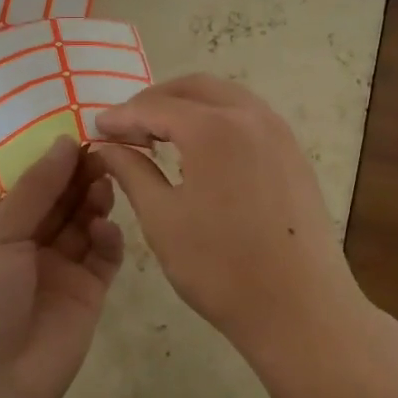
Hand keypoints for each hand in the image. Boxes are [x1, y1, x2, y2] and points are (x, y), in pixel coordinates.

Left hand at [0, 136, 123, 397]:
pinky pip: (104, 256)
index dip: (53, 161)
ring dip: (94, 200)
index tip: (80, 134)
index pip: (29, 185)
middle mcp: (28, 244)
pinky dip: (107, 238)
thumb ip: (36, 189)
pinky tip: (104, 229)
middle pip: (60, 200)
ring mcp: (60, 268)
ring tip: (104, 183)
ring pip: (84, 223)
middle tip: (102, 153)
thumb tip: (64, 142)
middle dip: (78, 176)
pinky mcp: (88, 291)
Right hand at [93, 74, 359, 359]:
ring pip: (225, 97)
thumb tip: (109, 146)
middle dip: (156, 100)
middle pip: (194, 88)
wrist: (300, 308)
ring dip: (189, 106)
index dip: (122, 116)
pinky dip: (218, 120)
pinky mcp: (294, 153)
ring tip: (160, 135)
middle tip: (128, 126)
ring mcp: (279, 132)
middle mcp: (250, 116)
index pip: (155, 107)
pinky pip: (249, 117)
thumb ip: (132, 172)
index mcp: (213, 128)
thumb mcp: (162, 219)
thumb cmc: (220, 267)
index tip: (97, 127)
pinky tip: (202, 152)